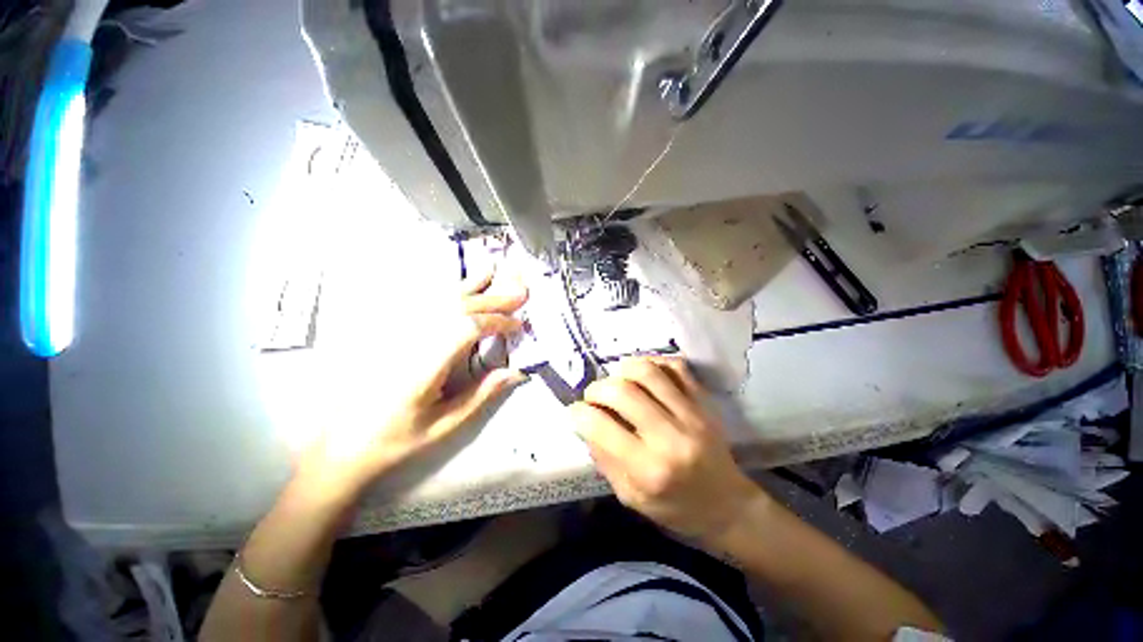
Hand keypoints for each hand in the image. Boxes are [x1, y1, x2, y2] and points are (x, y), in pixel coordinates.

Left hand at [296, 270, 527, 502]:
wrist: (344, 444)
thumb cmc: (398, 438)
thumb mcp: (444, 425)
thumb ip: (481, 394)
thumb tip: (517, 371)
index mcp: (423, 366)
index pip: (467, 328)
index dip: (497, 322)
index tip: (518, 326)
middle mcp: (410, 340)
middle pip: (457, 307)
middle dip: (492, 299)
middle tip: (520, 293)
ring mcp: (396, 333)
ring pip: (438, 300)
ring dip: (471, 286)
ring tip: (493, 272)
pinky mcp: (390, 333)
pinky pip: (421, 303)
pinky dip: (445, 290)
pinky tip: (457, 285)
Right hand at [570, 357, 762, 542]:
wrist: (730, 506)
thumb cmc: (676, 509)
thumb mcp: (630, 497)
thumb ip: (605, 458)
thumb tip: (585, 423)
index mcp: (648, 470)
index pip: (601, 427)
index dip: (578, 413)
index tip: (574, 412)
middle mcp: (670, 437)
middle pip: (622, 391)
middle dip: (596, 389)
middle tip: (593, 398)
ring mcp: (691, 414)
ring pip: (647, 371)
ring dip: (621, 370)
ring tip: (617, 382)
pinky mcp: (704, 402)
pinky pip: (675, 366)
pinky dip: (653, 362)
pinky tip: (642, 375)